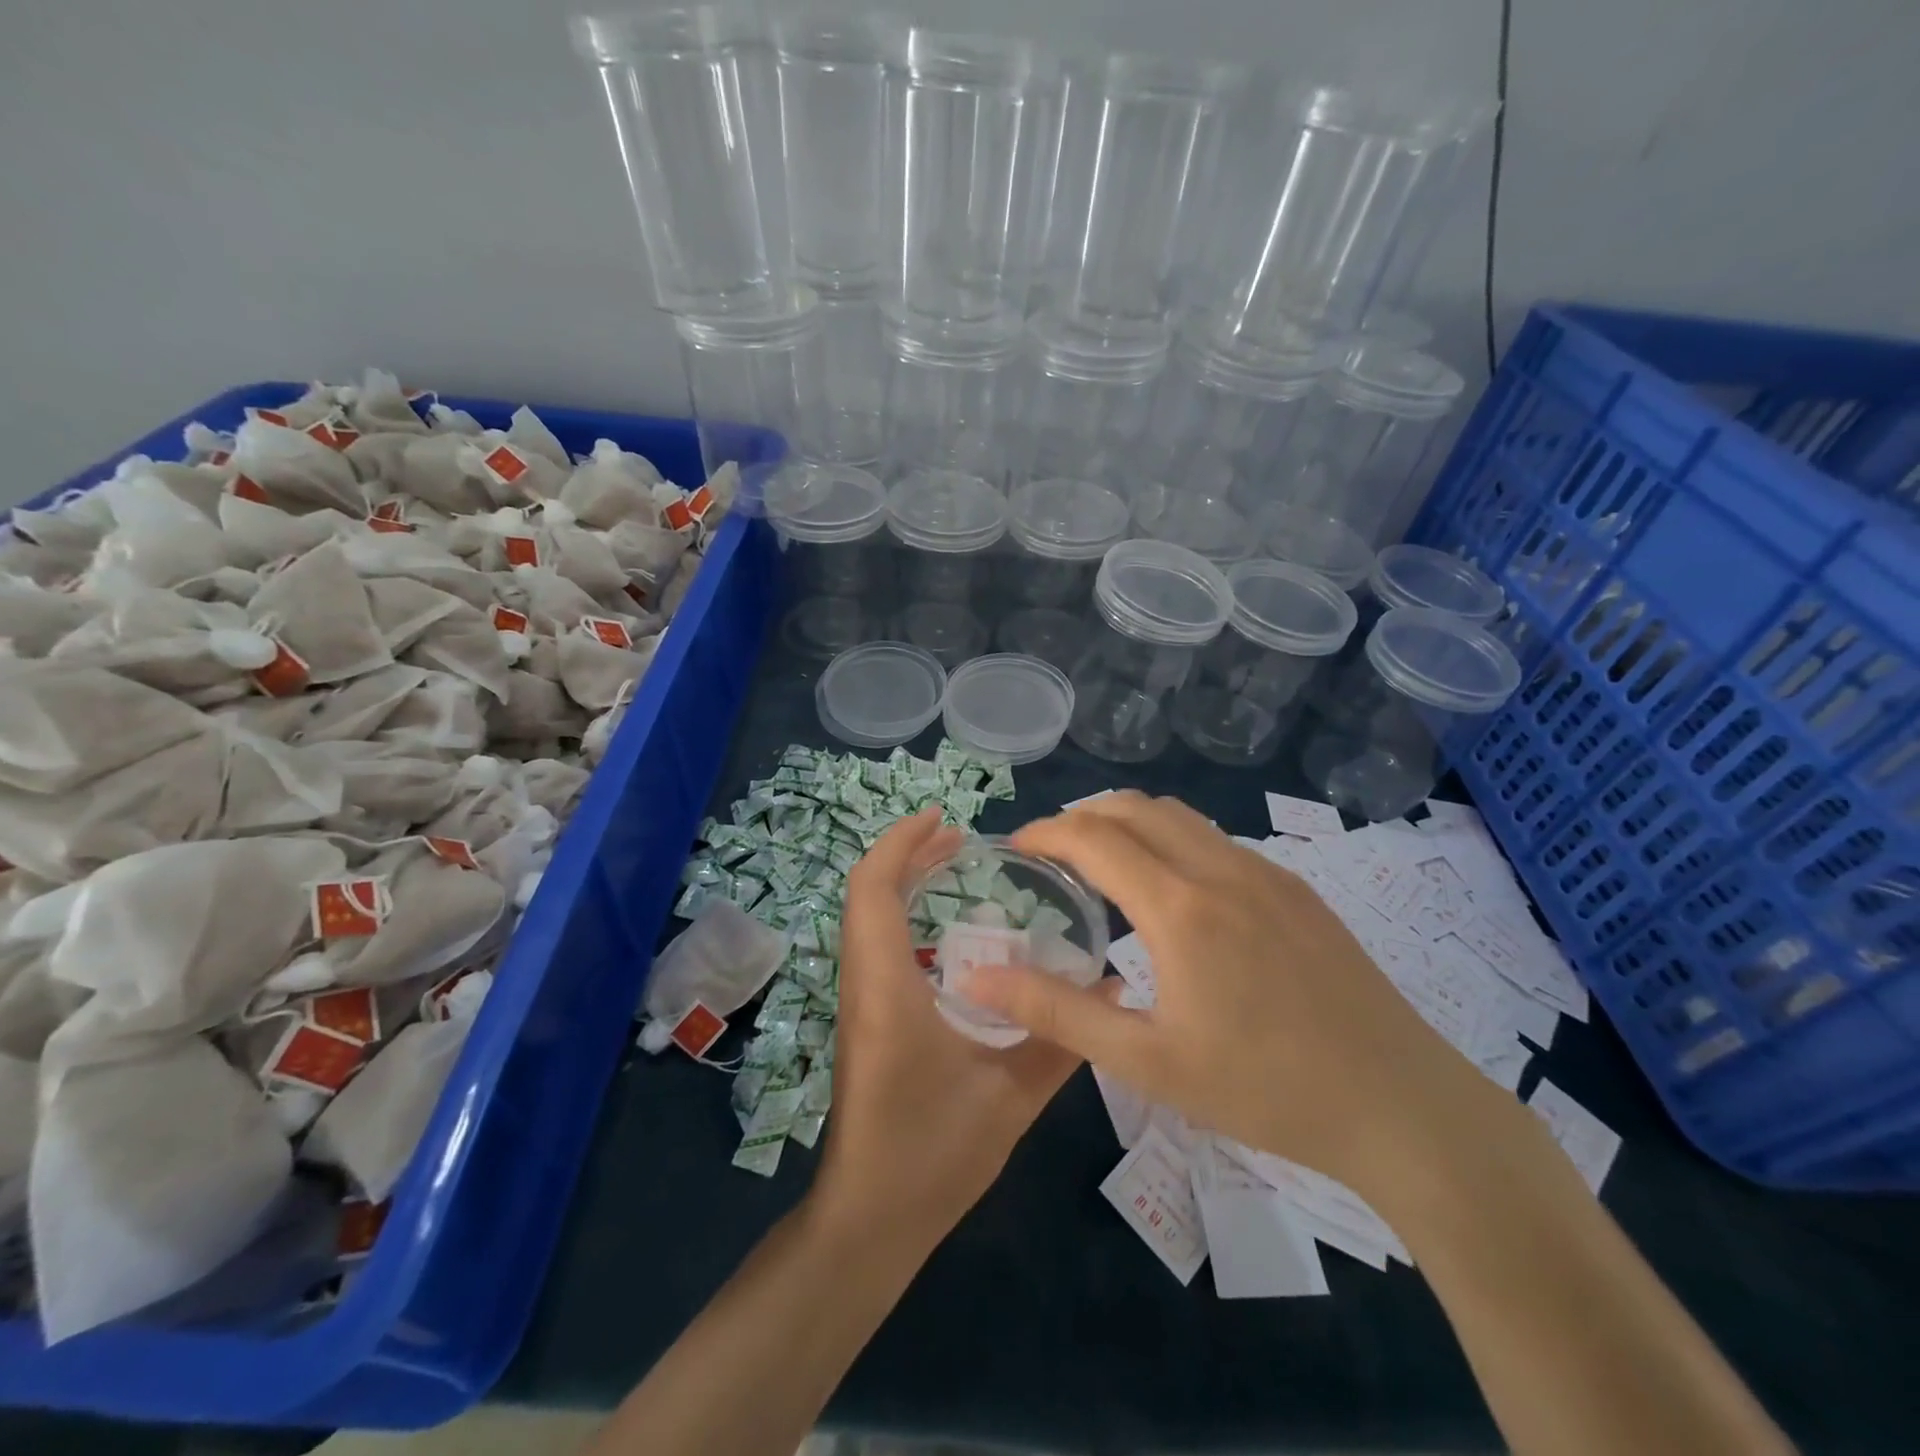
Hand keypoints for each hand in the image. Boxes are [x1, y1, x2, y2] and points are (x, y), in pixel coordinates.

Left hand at [811, 808, 1083, 1244]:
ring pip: (867, 918)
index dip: (900, 842)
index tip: (944, 819)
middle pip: (866, 894)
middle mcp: (863, 982)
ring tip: (954, 867)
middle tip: (962, 840)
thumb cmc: (932, 1155)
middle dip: (908, 854)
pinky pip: (875, 945)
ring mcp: (859, 1002)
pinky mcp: (865, 1020)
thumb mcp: (1011, 1098)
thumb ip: (1064, 1040)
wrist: (869, 1219)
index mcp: (887, 987)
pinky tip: (949, 933)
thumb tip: (1116, 988)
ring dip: (903, 882)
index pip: (872, 889)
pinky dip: (903, 914)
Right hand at [957, 792, 1499, 1197]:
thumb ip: (1056, 1011)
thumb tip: (977, 973)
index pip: (1093, 837)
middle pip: (1133, 808)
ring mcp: (1266, 873)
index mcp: (1180, 907)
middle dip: (1080, 817)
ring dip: (1128, 823)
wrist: (1402, 1106)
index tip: (1014, 849)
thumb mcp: (1146, 1063)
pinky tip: (1172, 894)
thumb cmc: (1264, 1090)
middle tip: (1050, 855)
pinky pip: (1216, 840)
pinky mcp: (1297, 889)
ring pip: (1179, 816)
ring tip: (1102, 865)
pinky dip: (1171, 841)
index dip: (1044, 832)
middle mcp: (1221, 869)